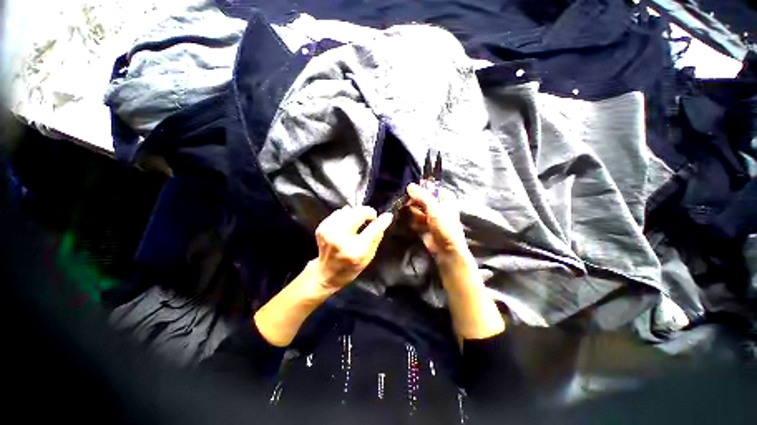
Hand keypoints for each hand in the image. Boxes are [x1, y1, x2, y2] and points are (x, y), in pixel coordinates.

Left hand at [313, 206, 392, 288]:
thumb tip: (384, 219)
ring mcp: (329, 232)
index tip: (387, 216)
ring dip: (356, 214)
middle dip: (368, 212)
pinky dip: (346, 216)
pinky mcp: (322, 227)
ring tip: (358, 222)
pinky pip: (339, 212)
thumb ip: (376, 237)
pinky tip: (347, 225)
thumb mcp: (369, 257)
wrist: (326, 273)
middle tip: (371, 217)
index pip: (373, 229)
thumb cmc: (350, 267)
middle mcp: (341, 239)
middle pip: (358, 213)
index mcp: (356, 250)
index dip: (382, 220)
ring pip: (348, 210)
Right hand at [406, 182, 469, 262]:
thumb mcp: (434, 209)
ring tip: (413, 217)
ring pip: (416, 208)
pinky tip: (413, 223)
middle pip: (420, 198)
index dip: (418, 189)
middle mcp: (437, 204)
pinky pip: (414, 218)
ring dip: (412, 211)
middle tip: (405, 204)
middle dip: (413, 201)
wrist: (446, 250)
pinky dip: (412, 219)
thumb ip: (422, 196)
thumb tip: (409, 185)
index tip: (408, 191)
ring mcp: (430, 214)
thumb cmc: (445, 227)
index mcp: (444, 197)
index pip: (428, 187)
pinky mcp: (423, 224)